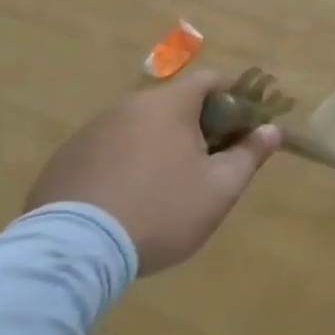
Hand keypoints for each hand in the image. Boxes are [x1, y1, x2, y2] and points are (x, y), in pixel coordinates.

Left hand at [25, 69, 279, 275]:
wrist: (71, 254)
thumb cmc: (160, 210)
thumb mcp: (220, 188)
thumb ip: (250, 154)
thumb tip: (272, 130)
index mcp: (168, 104)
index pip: (212, 80)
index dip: (236, 98)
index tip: (246, 127)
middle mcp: (127, 107)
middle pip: (175, 104)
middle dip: (199, 126)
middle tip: (210, 163)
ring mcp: (90, 133)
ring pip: (140, 128)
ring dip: (160, 146)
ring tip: (166, 187)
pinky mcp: (63, 162)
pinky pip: (108, 152)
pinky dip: (125, 165)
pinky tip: (127, 201)